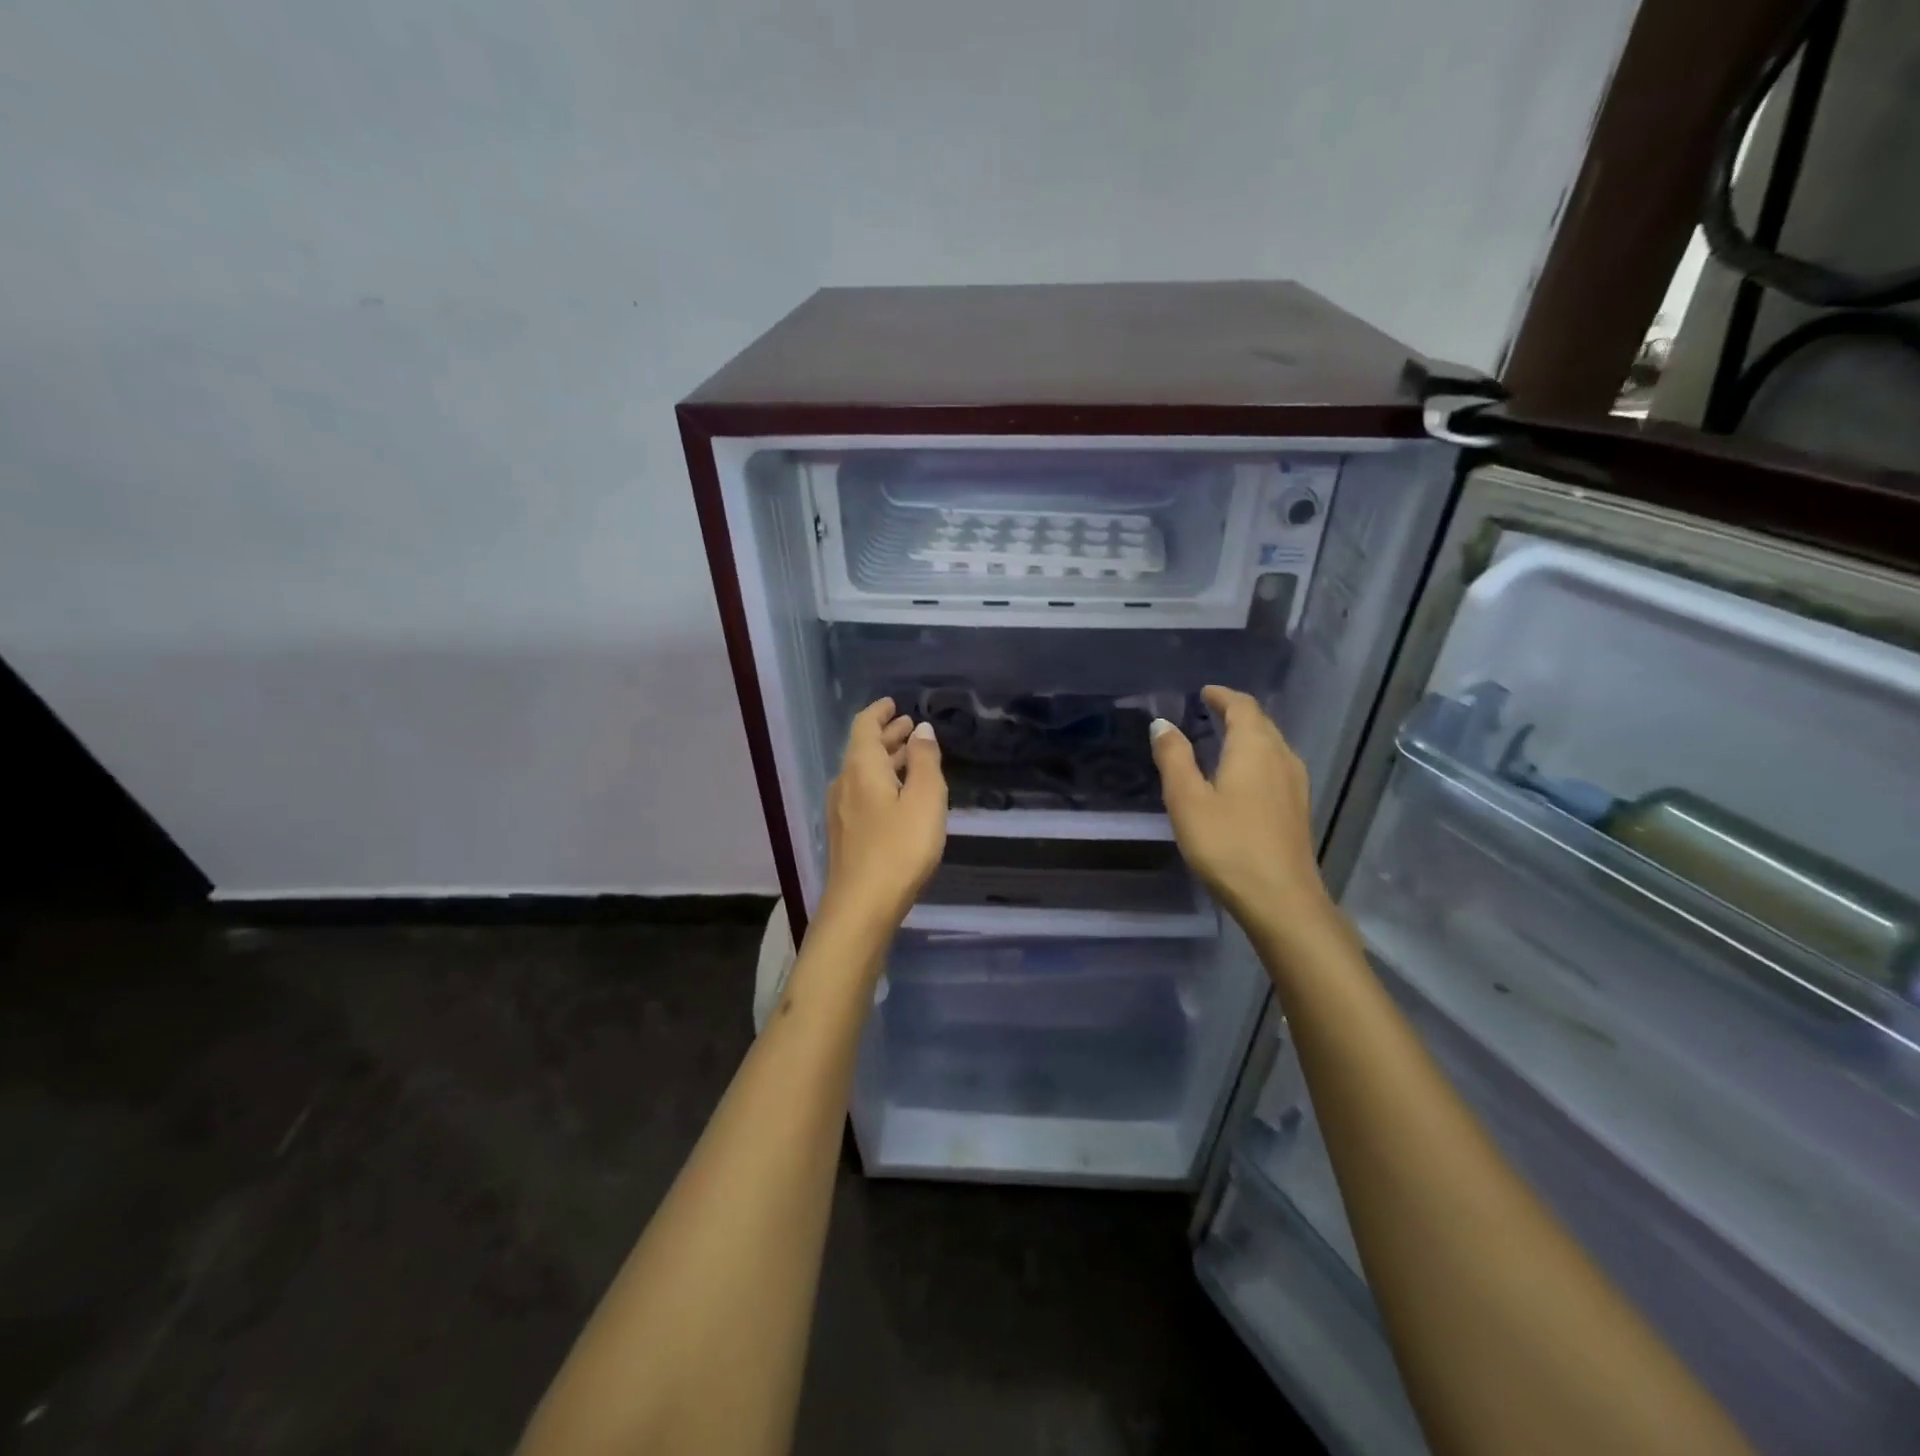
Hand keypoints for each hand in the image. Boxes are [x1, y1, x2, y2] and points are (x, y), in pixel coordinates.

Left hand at [818, 698, 946, 932]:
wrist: (862, 905)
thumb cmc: (899, 848)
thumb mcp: (924, 800)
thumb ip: (924, 761)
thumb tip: (921, 730)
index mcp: (861, 767)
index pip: (864, 726)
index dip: (879, 712)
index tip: (894, 703)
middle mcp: (845, 782)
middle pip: (863, 749)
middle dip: (887, 735)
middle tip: (910, 727)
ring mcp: (841, 810)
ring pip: (863, 773)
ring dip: (886, 760)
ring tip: (910, 756)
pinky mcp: (846, 834)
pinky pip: (863, 793)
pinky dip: (882, 782)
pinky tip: (898, 795)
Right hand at [1149, 686, 1336, 941]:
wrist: (1281, 900)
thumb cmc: (1227, 845)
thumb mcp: (1187, 800)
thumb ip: (1174, 757)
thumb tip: (1162, 723)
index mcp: (1255, 748)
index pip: (1242, 706)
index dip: (1222, 696)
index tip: (1204, 692)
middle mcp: (1281, 757)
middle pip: (1261, 723)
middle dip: (1236, 712)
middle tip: (1209, 711)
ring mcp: (1295, 784)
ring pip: (1272, 745)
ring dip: (1248, 735)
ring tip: (1222, 738)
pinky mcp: (1297, 809)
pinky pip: (1275, 766)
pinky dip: (1256, 757)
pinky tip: (1241, 776)